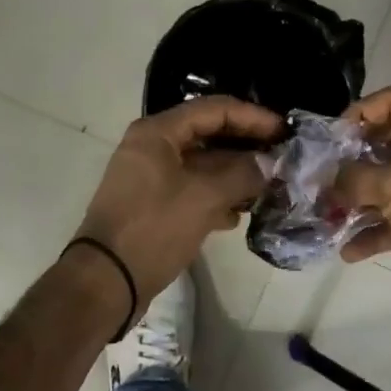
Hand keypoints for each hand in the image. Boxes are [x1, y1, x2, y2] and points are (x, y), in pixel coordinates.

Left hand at [75, 97, 282, 308]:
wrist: (106, 280)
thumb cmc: (153, 228)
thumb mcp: (204, 198)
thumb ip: (242, 175)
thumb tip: (269, 165)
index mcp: (158, 133)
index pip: (214, 110)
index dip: (253, 117)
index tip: (284, 131)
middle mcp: (152, 147)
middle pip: (209, 135)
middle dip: (246, 146)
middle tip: (282, 157)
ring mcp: (151, 177)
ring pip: (203, 165)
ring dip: (235, 174)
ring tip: (269, 186)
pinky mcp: (154, 204)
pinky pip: (193, 189)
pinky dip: (217, 196)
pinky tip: (239, 214)